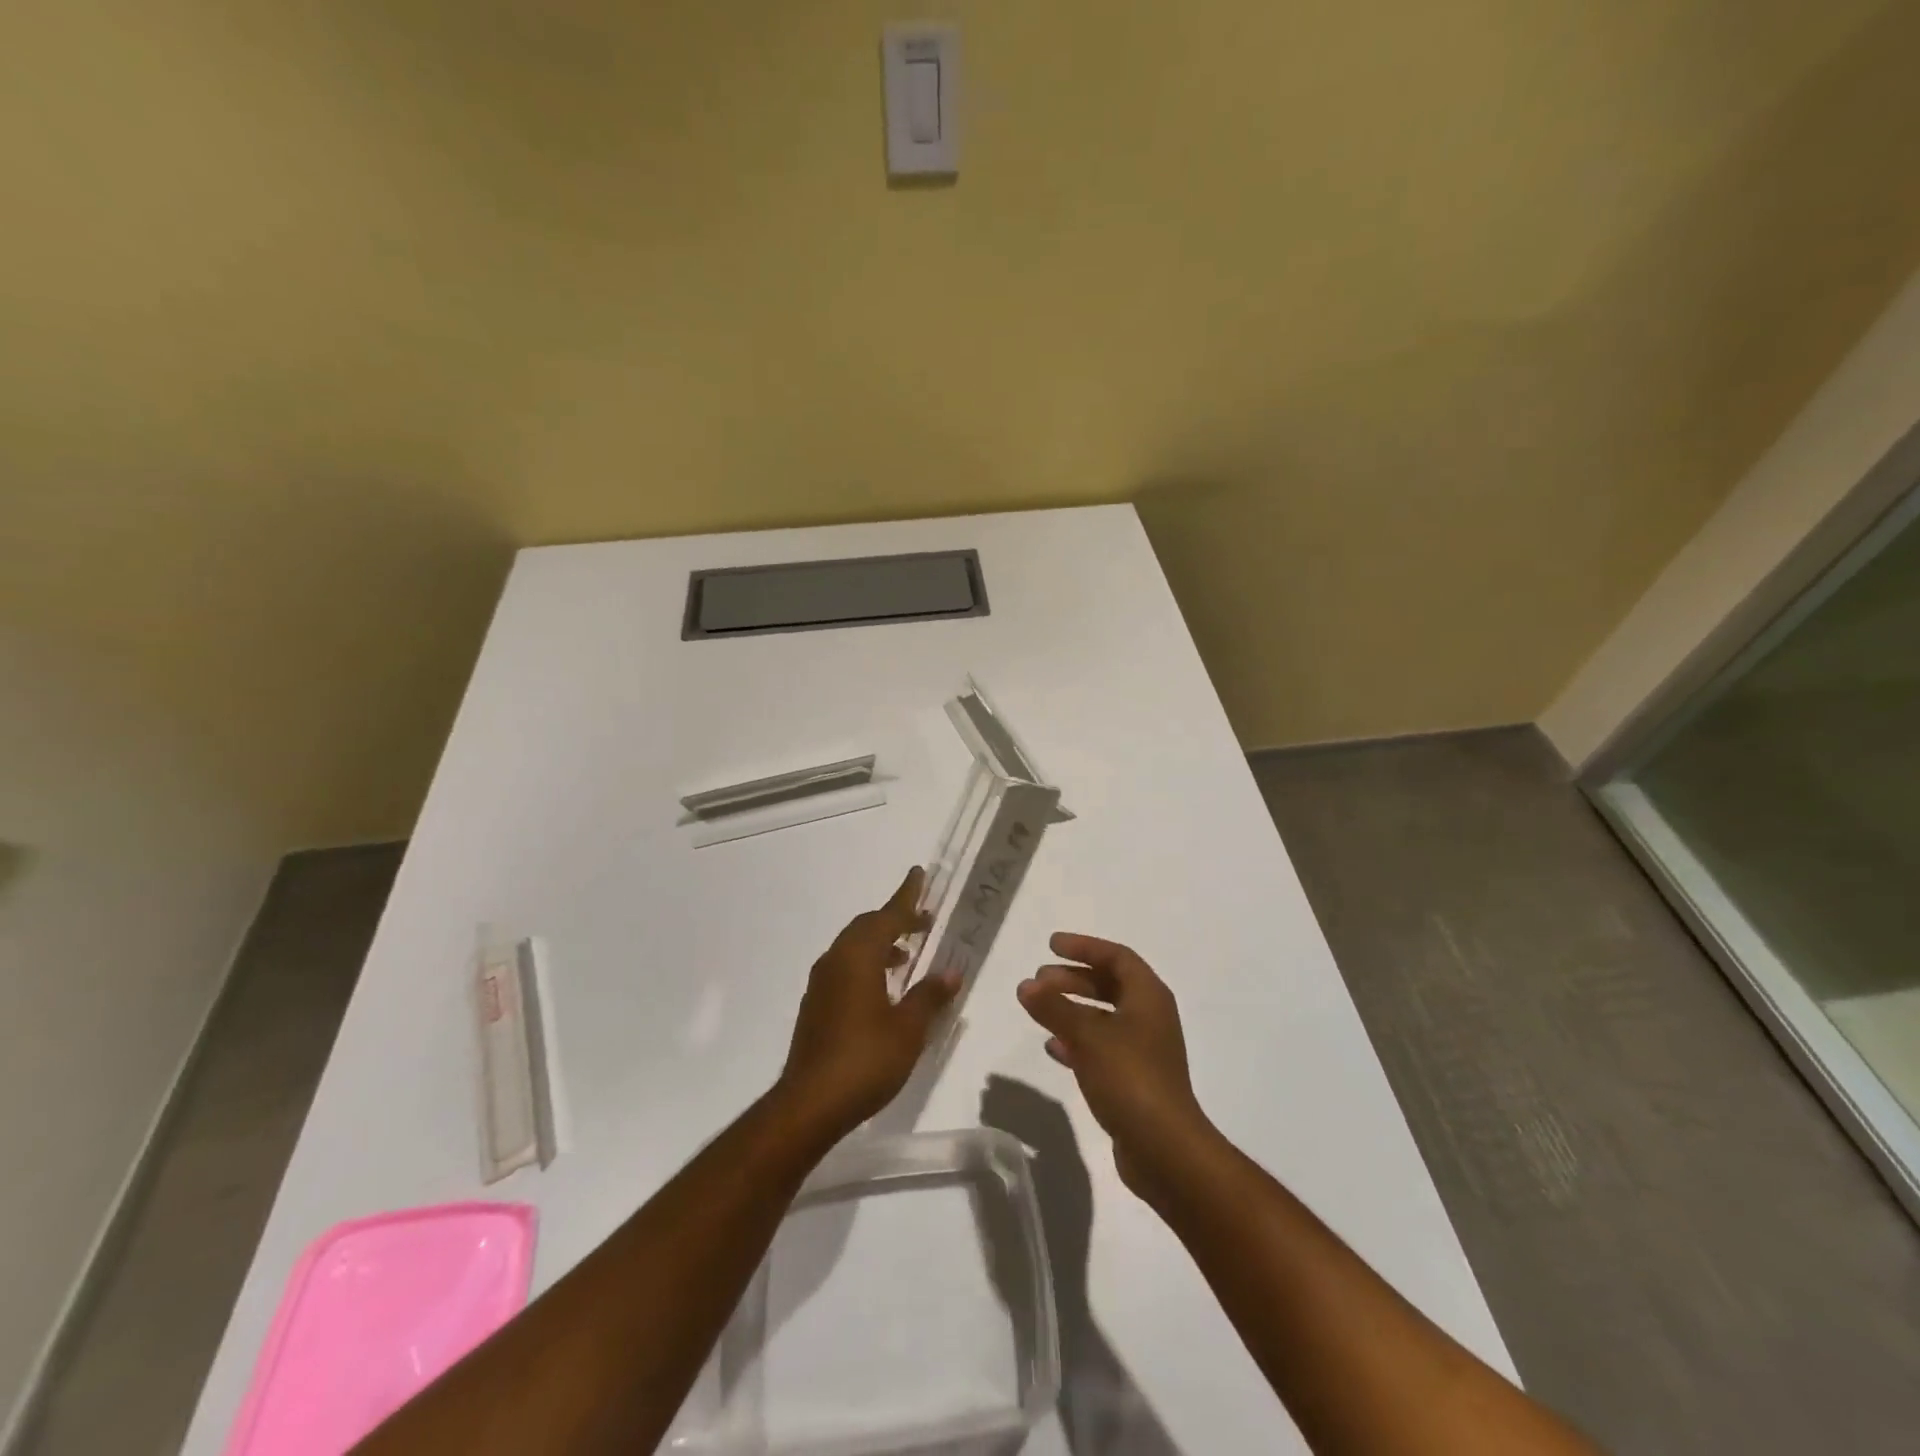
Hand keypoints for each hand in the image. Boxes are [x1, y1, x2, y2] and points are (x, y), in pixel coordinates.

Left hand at [778, 867, 958, 1139]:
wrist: (810, 1103)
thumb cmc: (866, 1059)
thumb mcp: (909, 1028)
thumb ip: (930, 995)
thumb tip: (951, 972)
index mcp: (858, 956)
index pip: (888, 916)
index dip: (907, 896)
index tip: (919, 874)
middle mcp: (836, 960)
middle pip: (868, 927)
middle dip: (896, 919)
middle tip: (924, 921)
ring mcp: (821, 983)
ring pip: (854, 947)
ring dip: (881, 943)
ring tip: (907, 955)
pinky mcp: (816, 1005)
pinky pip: (845, 967)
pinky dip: (867, 964)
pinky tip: (883, 988)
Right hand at [1017, 935, 1213, 1201]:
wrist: (1165, 1150)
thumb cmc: (1129, 1078)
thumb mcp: (1087, 1036)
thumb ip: (1054, 1007)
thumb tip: (1026, 984)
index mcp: (1149, 997)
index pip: (1116, 956)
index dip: (1084, 947)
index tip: (1051, 946)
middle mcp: (1149, 1017)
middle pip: (1110, 984)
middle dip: (1073, 978)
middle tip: (1040, 979)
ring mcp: (1143, 1050)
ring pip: (1103, 1016)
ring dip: (1072, 1008)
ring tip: (1039, 1008)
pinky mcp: (1134, 1080)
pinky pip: (1101, 1047)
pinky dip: (1076, 1040)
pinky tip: (1052, 1047)